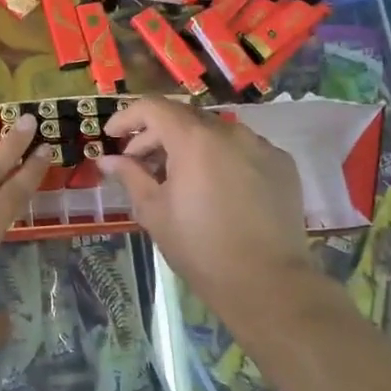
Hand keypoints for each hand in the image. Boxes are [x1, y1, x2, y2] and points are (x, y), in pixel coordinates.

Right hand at [99, 98, 313, 309]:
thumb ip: (130, 177)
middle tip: (139, 163)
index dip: (127, 117)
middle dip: (156, 135)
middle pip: (184, 118)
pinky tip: (215, 188)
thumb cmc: (199, 247)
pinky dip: (221, 158)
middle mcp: (230, 132)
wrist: (266, 282)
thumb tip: (108, 160)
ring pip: (216, 132)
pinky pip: (243, 149)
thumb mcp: (154, 212)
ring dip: (190, 146)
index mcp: (194, 139)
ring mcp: (261, 146)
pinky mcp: (282, 165)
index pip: (153, 107)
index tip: (112, 135)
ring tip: (178, 177)